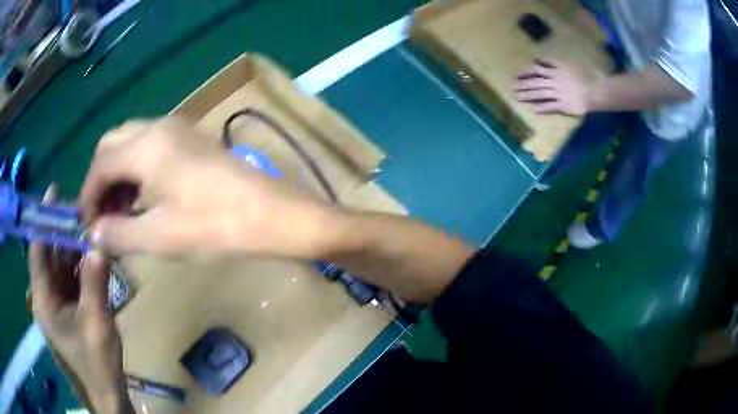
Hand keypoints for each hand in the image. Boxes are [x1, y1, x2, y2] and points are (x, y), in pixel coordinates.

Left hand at [30, 185, 131, 413]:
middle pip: (49, 255)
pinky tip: (92, 253)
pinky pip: (70, 277)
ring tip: (89, 225)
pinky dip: (80, 264)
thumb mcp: (97, 324)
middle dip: (62, 231)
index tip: (55, 192)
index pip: (37, 251)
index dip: (44, 220)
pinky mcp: (68, 307)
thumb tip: (99, 244)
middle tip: (80, 207)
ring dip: (73, 247)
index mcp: (43, 300)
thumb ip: (95, 283)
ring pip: (60, 265)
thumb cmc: (97, 364)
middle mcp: (45, 296)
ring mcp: (57, 302)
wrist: (107, 393)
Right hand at [79, 118, 334, 257]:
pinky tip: (143, 196)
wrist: (271, 212)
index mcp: (145, 146)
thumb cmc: (215, 224)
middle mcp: (157, 127)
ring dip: (119, 172)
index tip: (87, 224)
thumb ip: (120, 233)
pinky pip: (151, 146)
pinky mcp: (191, 138)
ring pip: (131, 142)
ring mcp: (177, 128)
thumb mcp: (160, 235)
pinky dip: (137, 167)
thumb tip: (95, 233)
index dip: (87, 195)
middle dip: (101, 179)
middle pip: (111, 145)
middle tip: (103, 215)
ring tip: (121, 210)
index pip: (100, 165)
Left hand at [513, 60, 593, 115]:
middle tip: (511, 88)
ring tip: (517, 97)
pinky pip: (550, 107)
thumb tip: (539, 59)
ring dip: (528, 96)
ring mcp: (558, 95)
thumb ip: (553, 62)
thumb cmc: (584, 76)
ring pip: (540, 94)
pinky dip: (541, 108)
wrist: (595, 91)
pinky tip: (532, 110)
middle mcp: (555, 82)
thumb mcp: (567, 64)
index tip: (517, 75)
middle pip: (536, 83)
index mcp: (556, 72)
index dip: (526, 72)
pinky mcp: (563, 106)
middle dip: (523, 85)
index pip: (537, 70)